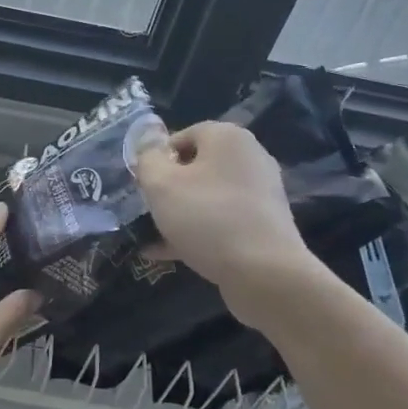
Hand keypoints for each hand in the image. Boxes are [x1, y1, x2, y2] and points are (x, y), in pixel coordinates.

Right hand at [133, 121, 313, 298]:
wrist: (264, 273)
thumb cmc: (207, 217)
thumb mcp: (161, 184)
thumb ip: (147, 158)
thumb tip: (147, 142)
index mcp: (228, 137)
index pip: (183, 135)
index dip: (157, 158)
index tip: (142, 184)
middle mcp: (249, 157)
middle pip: (196, 166)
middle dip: (168, 187)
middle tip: (147, 209)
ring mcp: (260, 192)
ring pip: (207, 196)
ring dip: (179, 213)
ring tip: (152, 235)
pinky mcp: (264, 224)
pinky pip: (222, 220)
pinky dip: (197, 231)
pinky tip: (168, 254)